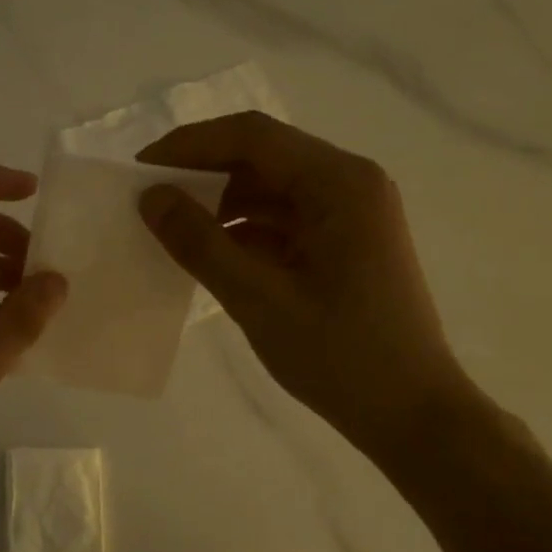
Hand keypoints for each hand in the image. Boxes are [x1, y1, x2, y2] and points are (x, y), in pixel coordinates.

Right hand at [137, 112, 478, 465]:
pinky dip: (244, 230)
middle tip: (149, 198)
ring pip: (271, 188)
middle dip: (202, 173)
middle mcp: (350, 183)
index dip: (189, 145)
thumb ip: (199, 243)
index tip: (139, 169)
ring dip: (221, 203)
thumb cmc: (340, 356)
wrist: (412, 415)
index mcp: (339, 183)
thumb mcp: (258, 299)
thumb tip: (150, 197)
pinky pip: (284, 219)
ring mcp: (351, 213)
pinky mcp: (346, 242)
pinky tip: (209, 252)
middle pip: (263, 157)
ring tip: (171, 227)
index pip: (251, 137)